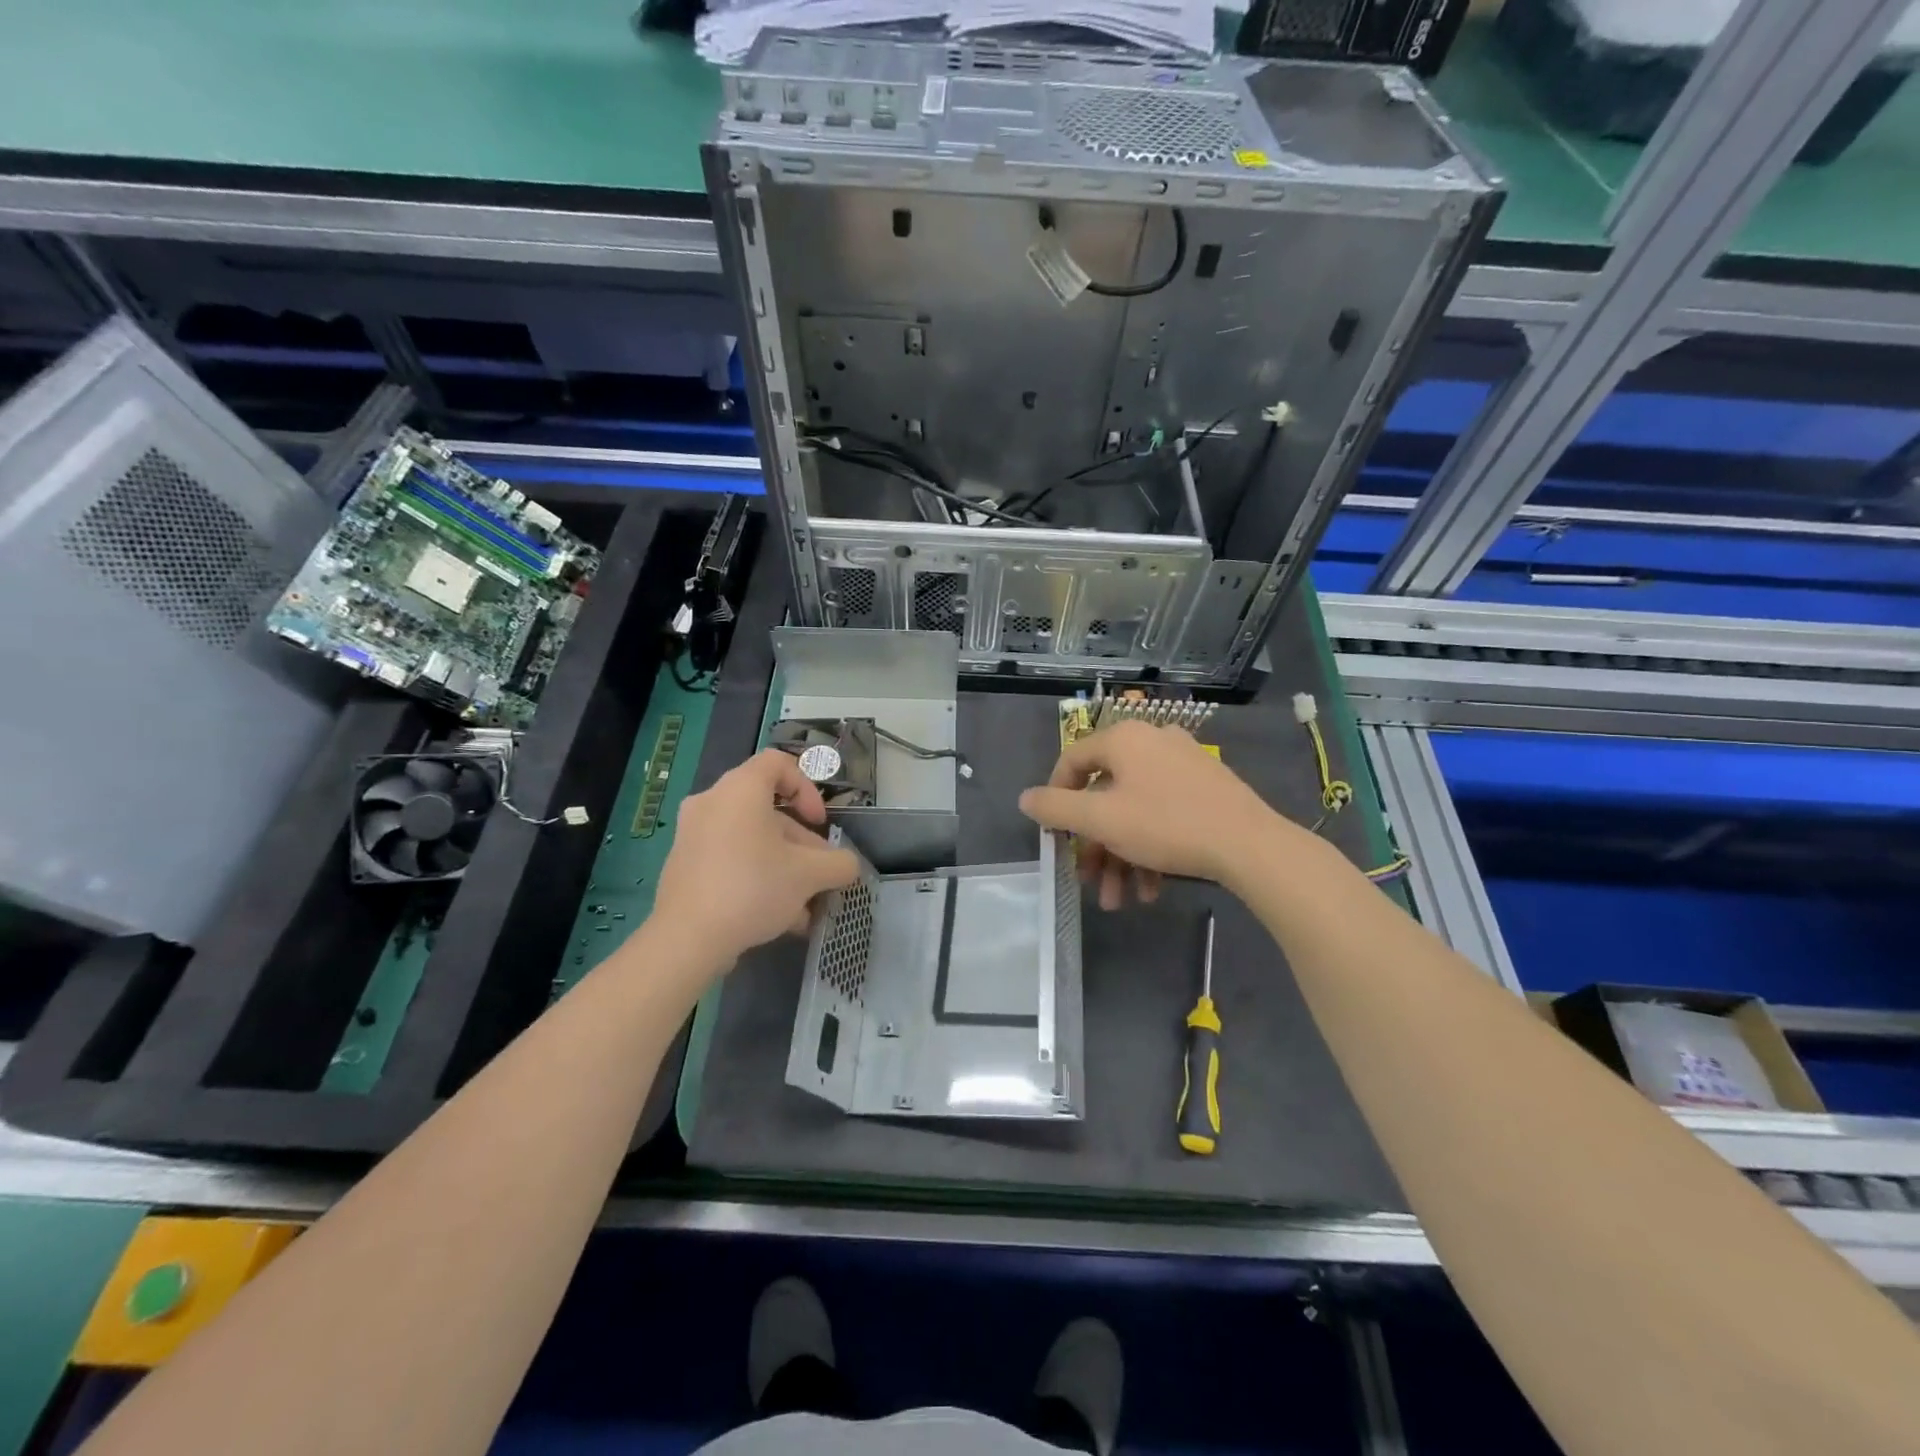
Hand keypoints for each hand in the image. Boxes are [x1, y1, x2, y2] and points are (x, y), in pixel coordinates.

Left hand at [653, 750, 860, 966]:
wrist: (686, 939)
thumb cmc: (752, 888)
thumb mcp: (810, 875)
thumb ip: (839, 864)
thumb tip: (847, 865)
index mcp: (740, 789)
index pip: (778, 763)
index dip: (807, 787)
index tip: (818, 822)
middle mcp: (712, 803)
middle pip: (768, 811)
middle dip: (802, 844)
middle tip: (820, 875)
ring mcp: (693, 835)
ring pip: (752, 841)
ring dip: (784, 867)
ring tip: (806, 907)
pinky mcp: (684, 866)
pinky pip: (730, 860)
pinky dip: (757, 878)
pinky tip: (779, 919)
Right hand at [1019, 720, 1277, 908]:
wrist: (1250, 845)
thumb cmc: (1166, 825)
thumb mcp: (1100, 819)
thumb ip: (1056, 807)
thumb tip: (1025, 798)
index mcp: (1124, 739)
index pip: (1073, 760)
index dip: (1055, 798)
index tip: (1054, 834)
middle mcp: (1152, 742)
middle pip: (1106, 794)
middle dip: (1094, 846)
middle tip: (1088, 881)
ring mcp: (1183, 764)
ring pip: (1135, 811)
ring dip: (1121, 857)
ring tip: (1119, 900)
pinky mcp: (1206, 789)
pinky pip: (1164, 815)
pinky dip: (1151, 850)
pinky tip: (1151, 890)